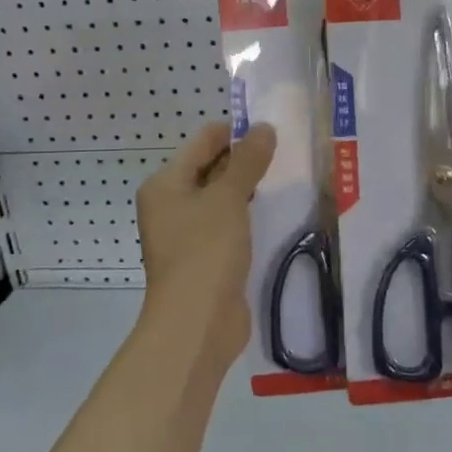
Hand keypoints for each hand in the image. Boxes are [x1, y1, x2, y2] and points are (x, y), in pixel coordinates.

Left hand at [136, 121, 276, 363]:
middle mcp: (171, 203)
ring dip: (248, 187)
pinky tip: (274, 210)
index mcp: (166, 183)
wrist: (196, 323)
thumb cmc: (206, 251)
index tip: (273, 129)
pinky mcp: (206, 256)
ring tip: (285, 175)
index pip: (203, 141)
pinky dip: (247, 214)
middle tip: (285, 151)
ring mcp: (188, 232)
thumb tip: (264, 128)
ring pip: (221, 197)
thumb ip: (248, 161)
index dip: (236, 131)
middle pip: (210, 167)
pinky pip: (228, 223)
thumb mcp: (228, 198)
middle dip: (245, 159)